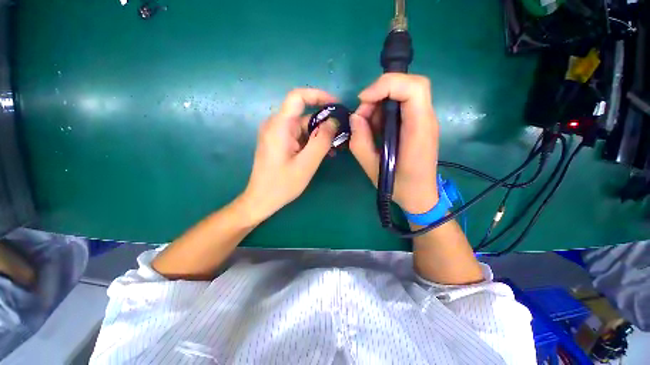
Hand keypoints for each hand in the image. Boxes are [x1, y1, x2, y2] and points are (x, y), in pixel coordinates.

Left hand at [239, 89, 338, 223]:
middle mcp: (276, 125)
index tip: (336, 106)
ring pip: (303, 127)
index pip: (298, 96)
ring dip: (319, 136)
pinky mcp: (279, 142)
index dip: (319, 95)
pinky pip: (299, 136)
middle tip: (341, 135)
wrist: (261, 200)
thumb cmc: (282, 184)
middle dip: (324, 123)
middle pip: (304, 115)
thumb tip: (334, 121)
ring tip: (335, 148)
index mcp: (279, 126)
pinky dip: (311, 142)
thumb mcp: (307, 163)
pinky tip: (323, 153)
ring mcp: (277, 134)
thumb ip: (321, 140)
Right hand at [350, 74, 439, 213]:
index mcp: (418, 130)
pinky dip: (384, 111)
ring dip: (380, 103)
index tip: (364, 100)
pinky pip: (402, 106)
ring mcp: (424, 121)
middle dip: (381, 92)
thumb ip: (360, 142)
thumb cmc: (399, 186)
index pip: (413, 88)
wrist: (420, 196)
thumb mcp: (372, 168)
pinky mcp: (418, 125)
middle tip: (363, 114)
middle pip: (410, 85)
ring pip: (404, 93)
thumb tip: (355, 117)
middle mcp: (426, 120)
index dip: (386, 85)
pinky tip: (375, 129)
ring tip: (366, 125)